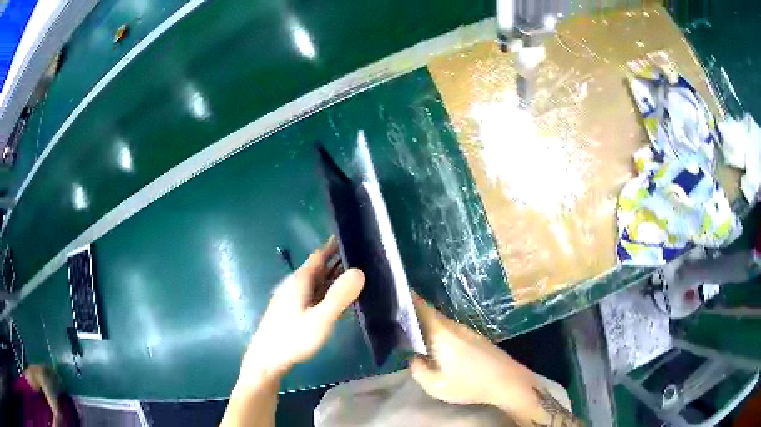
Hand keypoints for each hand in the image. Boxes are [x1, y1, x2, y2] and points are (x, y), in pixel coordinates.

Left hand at [240, 237, 364, 382]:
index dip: (334, 246)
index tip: (353, 238)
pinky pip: (313, 294)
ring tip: (354, 277)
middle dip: (337, 261)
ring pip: (316, 282)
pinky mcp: (291, 311)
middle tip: (362, 258)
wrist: (266, 360)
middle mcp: (294, 284)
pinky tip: (336, 300)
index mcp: (300, 280)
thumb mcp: (320, 319)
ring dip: (332, 277)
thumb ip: (339, 296)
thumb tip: (359, 271)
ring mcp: (291, 298)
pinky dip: (326, 291)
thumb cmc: (293, 338)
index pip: (319, 255)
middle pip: (318, 267)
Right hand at [409, 296, 541, 419]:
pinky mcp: (476, 338)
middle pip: (431, 314)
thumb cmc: (469, 384)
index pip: (423, 309)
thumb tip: (414, 357)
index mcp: (441, 334)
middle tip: (398, 318)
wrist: (507, 381)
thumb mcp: (436, 386)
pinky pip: (452, 329)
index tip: (396, 293)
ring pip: (442, 323)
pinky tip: (437, 344)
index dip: (410, 299)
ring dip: (428, 324)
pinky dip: (440, 332)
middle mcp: (454, 327)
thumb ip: (419, 370)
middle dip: (415, 313)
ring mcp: (468, 331)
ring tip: (413, 332)